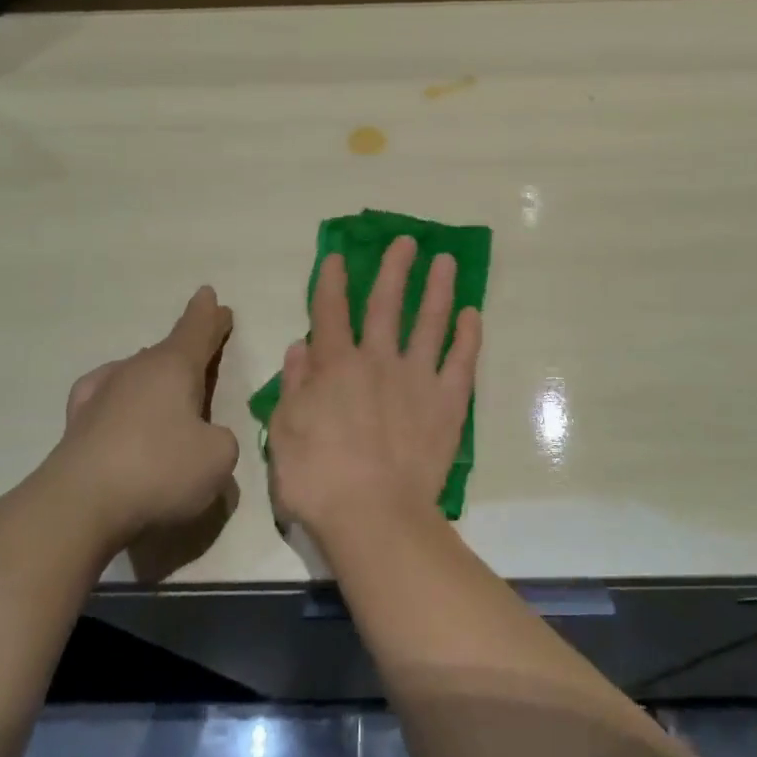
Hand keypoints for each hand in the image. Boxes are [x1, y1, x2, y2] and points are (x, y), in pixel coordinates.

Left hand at [41, 287, 239, 542]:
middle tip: (202, 344)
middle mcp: (137, 370)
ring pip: (137, 373)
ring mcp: (102, 395)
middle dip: (187, 346)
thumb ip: (221, 440)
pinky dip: (121, 400)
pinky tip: (117, 406)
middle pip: (167, 350)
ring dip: (155, 377)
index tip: (211, 296)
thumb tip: (205, 439)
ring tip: (168, 388)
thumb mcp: (218, 457)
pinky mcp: (77, 425)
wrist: (78, 506)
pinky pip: (108, 398)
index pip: (197, 330)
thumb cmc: (159, 470)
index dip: (210, 317)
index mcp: (174, 367)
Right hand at [269, 235, 482, 537]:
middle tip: (407, 241)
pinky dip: (468, 335)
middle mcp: (378, 360)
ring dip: (436, 288)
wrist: (374, 515)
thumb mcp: (284, 433)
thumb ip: (293, 387)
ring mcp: (417, 377)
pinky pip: (462, 360)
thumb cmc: (318, 479)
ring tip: (445, 260)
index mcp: (335, 366)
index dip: (332, 281)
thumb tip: (300, 347)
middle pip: (385, 304)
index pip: (330, 312)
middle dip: (394, 269)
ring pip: (429, 321)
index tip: (337, 256)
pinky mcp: (448, 401)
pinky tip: (473, 313)